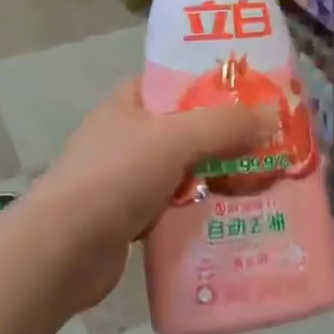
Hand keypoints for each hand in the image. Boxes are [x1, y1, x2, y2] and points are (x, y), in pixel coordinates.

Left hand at [30, 80, 272, 311]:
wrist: (60, 252)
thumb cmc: (114, 178)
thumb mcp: (174, 139)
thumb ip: (225, 125)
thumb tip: (273, 115)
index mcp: (129, 102)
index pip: (178, 81)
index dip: (216, 83)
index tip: (258, 94)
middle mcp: (128, 135)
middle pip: (189, 127)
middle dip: (229, 136)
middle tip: (273, 143)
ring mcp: (128, 178)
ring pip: (187, 169)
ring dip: (221, 176)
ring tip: (267, 180)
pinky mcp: (132, 217)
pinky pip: (179, 205)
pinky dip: (204, 209)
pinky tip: (237, 216)